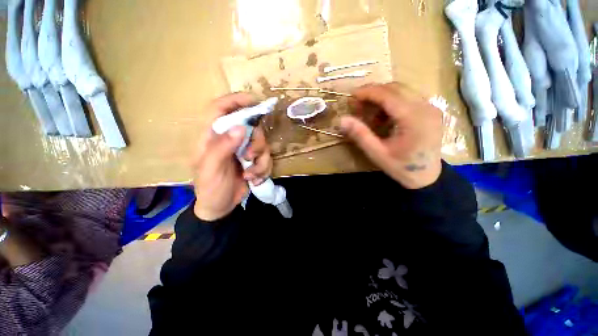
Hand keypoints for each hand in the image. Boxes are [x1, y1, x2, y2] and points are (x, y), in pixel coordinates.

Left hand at [192, 93, 272, 220]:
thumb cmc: (210, 188)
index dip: (235, 100)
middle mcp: (230, 140)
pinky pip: (267, 159)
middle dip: (256, 143)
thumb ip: (222, 147)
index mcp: (212, 137)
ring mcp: (244, 151)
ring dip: (260, 161)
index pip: (220, 109)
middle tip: (250, 157)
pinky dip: (264, 170)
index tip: (254, 100)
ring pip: (262, 144)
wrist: (220, 207)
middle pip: (251, 127)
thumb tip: (240, 127)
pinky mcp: (254, 161)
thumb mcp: (211, 169)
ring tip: (250, 174)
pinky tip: (254, 180)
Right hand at [340, 83, 442, 188]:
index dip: (368, 92)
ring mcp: (431, 107)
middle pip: (396, 88)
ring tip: (369, 113)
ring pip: (403, 91)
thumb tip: (342, 119)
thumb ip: (360, 135)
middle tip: (357, 105)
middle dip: (374, 93)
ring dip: (382, 97)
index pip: (388, 95)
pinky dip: (392, 102)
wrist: (427, 177)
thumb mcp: (377, 153)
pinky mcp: (431, 110)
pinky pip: (409, 97)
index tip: (351, 96)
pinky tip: (384, 117)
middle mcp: (426, 107)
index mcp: (414, 119)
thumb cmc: (401, 167)